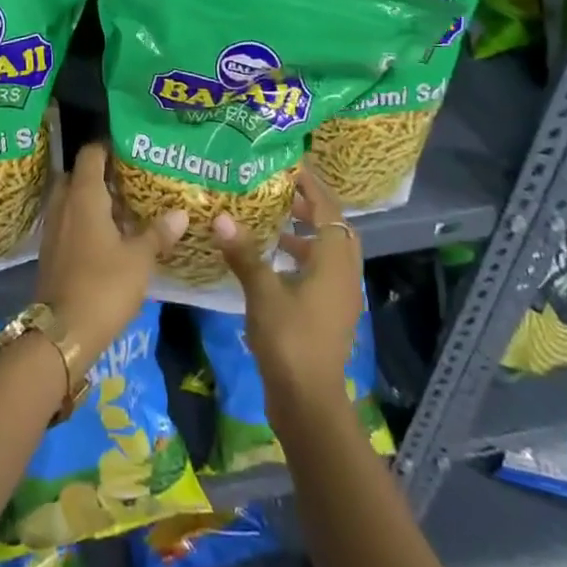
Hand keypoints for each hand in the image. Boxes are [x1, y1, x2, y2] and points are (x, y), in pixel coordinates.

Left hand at [34, 143, 185, 378]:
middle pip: (78, 174)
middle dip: (101, 173)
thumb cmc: (104, 285)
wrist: (63, 332)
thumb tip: (180, 212)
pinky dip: (85, 220)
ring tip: (124, 207)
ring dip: (92, 199)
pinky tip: (108, 235)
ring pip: (71, 199)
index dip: (108, 147)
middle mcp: (64, 204)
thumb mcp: (140, 259)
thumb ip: (158, 233)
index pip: (90, 154)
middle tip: (130, 179)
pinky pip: (68, 221)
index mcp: (84, 195)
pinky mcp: (51, 250)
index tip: (130, 149)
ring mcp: (54, 228)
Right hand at [212, 162, 362, 418]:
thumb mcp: (262, 292)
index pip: (329, 210)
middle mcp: (344, 275)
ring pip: (328, 252)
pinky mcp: (329, 315)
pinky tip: (272, 262)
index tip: (291, 165)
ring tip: (273, 221)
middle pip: (335, 229)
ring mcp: (339, 297)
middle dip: (311, 207)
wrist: (308, 400)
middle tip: (281, 190)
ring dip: (306, 233)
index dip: (313, 185)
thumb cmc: (289, 339)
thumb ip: (244, 253)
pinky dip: (302, 258)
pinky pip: (320, 272)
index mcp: (334, 262)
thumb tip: (222, 217)